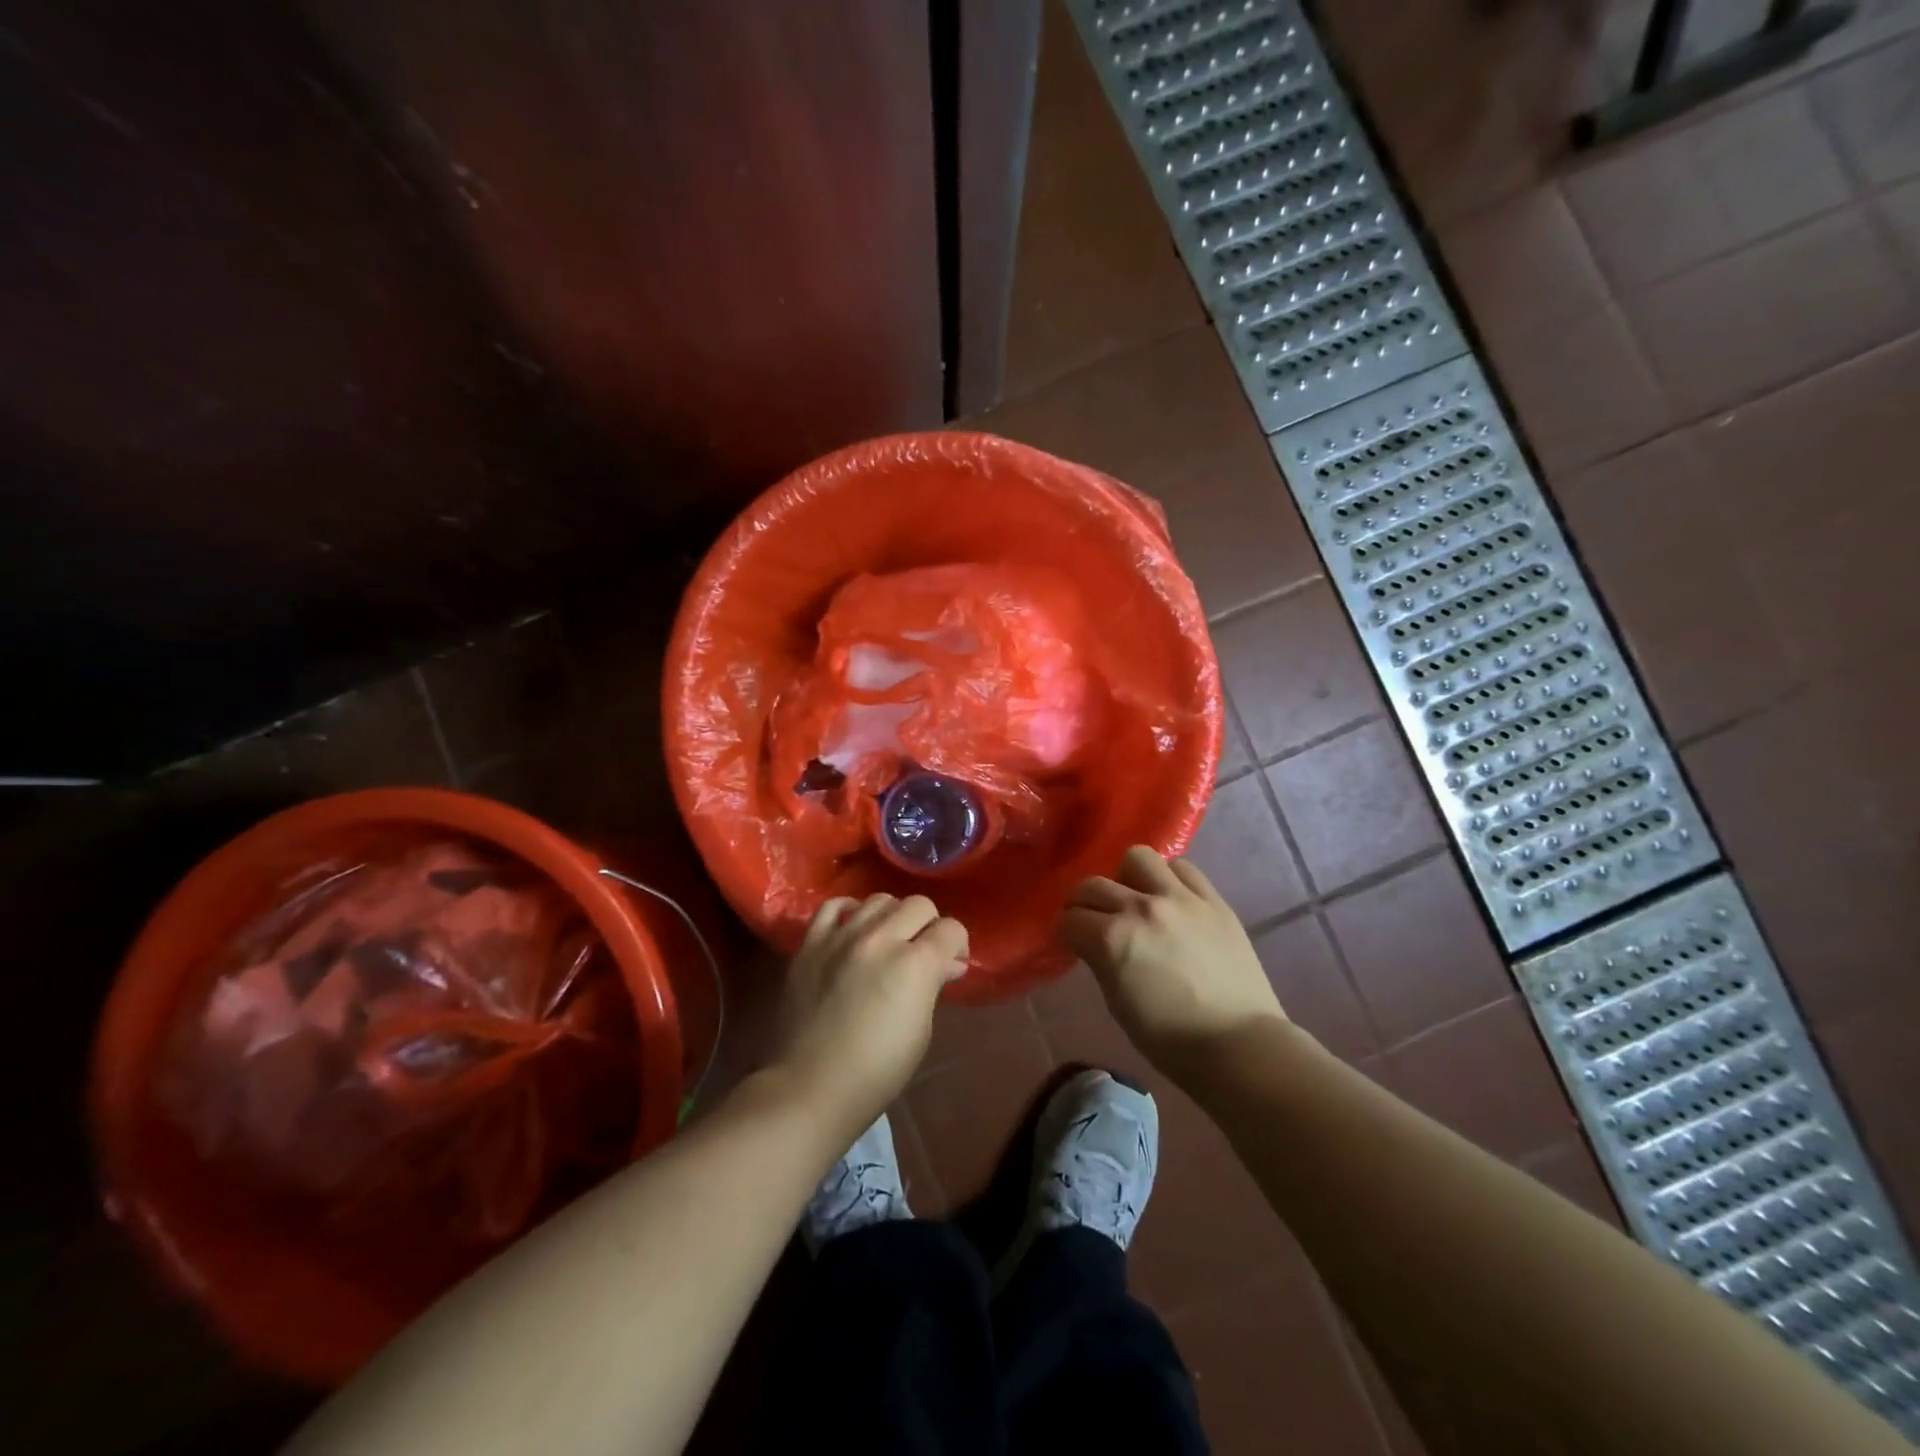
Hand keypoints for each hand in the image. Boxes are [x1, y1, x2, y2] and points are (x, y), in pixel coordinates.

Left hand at [772, 894, 967, 1140]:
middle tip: (922, 953)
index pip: (951, 929)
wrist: (810, 1087)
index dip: (957, 945)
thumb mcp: (921, 1031)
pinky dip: (849, 911)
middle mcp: (880, 938)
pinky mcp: (810, 943)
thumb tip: (947, 963)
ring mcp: (841, 936)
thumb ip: (933, 985)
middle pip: (919, 905)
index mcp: (914, 964)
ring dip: (892, 916)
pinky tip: (853, 928)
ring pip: (879, 900)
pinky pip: (833, 906)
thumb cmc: (876, 1071)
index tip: (952, 963)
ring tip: (887, 941)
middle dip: (929, 926)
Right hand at [1060, 846, 1287, 1081]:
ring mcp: (1180, 899)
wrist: (1240, 1046)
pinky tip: (1170, 899)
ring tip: (1134, 899)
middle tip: (1092, 920)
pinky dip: (1168, 878)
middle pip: (1093, 885)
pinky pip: (1182, 868)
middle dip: (1083, 903)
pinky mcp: (1213, 900)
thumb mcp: (1118, 1005)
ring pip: (1137, 858)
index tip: (1073, 941)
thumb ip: (1101, 962)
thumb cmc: (1171, 1041)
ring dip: (1126, 877)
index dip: (1066, 931)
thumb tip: (1093, 941)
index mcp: (1112, 940)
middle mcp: (1141, 908)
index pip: (1070, 919)